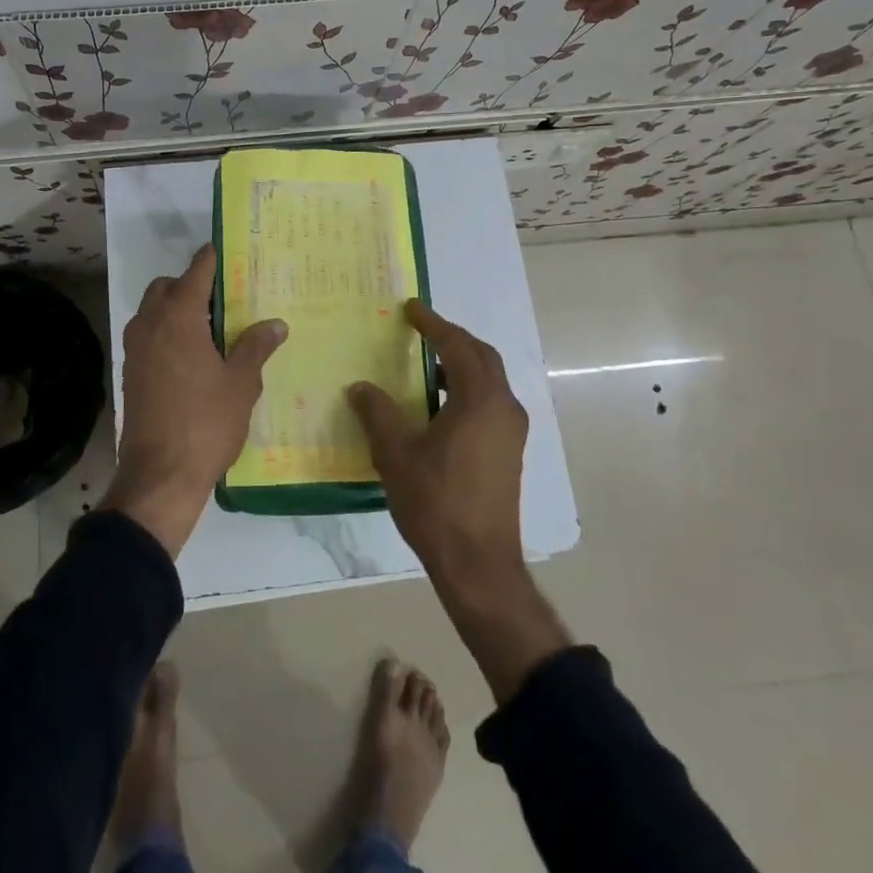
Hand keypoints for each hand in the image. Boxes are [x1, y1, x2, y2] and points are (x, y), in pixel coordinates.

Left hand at [105, 244, 286, 555]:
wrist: (160, 475)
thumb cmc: (206, 422)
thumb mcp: (241, 383)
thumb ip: (256, 347)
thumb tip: (276, 323)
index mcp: (178, 316)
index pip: (196, 272)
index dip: (212, 259)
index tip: (226, 251)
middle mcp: (150, 323)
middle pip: (167, 287)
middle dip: (191, 285)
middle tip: (223, 302)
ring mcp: (135, 349)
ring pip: (153, 312)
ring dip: (176, 309)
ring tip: (210, 330)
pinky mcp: (130, 372)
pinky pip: (148, 337)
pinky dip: (166, 333)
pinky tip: (192, 357)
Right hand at [349, 302, 569, 702]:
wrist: (478, 564)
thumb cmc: (436, 502)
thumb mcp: (395, 454)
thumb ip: (377, 412)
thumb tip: (361, 387)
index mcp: (480, 400)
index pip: (457, 346)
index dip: (432, 324)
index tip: (411, 309)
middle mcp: (504, 407)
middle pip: (482, 357)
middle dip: (453, 338)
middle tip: (421, 330)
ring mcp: (511, 431)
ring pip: (489, 380)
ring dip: (461, 364)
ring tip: (427, 364)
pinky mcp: (509, 451)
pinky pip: (490, 402)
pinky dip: (467, 389)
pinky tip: (440, 405)